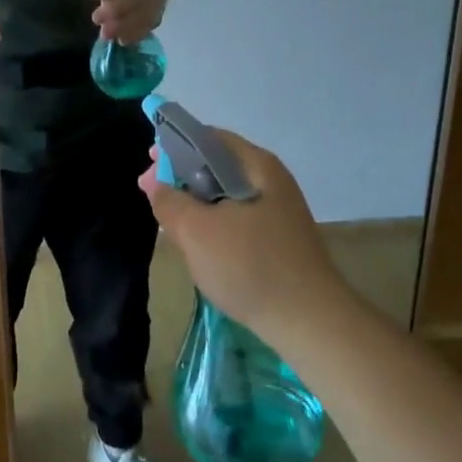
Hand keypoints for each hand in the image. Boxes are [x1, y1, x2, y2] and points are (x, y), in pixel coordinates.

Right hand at [140, 128, 345, 341]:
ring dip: (195, 203)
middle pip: (216, 165)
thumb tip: (156, 183)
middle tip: (152, 196)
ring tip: (171, 223)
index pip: (207, 138)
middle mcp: (270, 180)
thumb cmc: (250, 266)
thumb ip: (169, 201)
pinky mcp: (279, 240)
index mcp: (256, 165)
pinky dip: (213, 223)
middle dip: (180, 177)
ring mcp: (278, 211)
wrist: (311, 324)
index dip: (173, 146)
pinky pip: (237, 219)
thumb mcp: (196, 231)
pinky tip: (199, 245)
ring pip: (225, 195)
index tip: (149, 166)